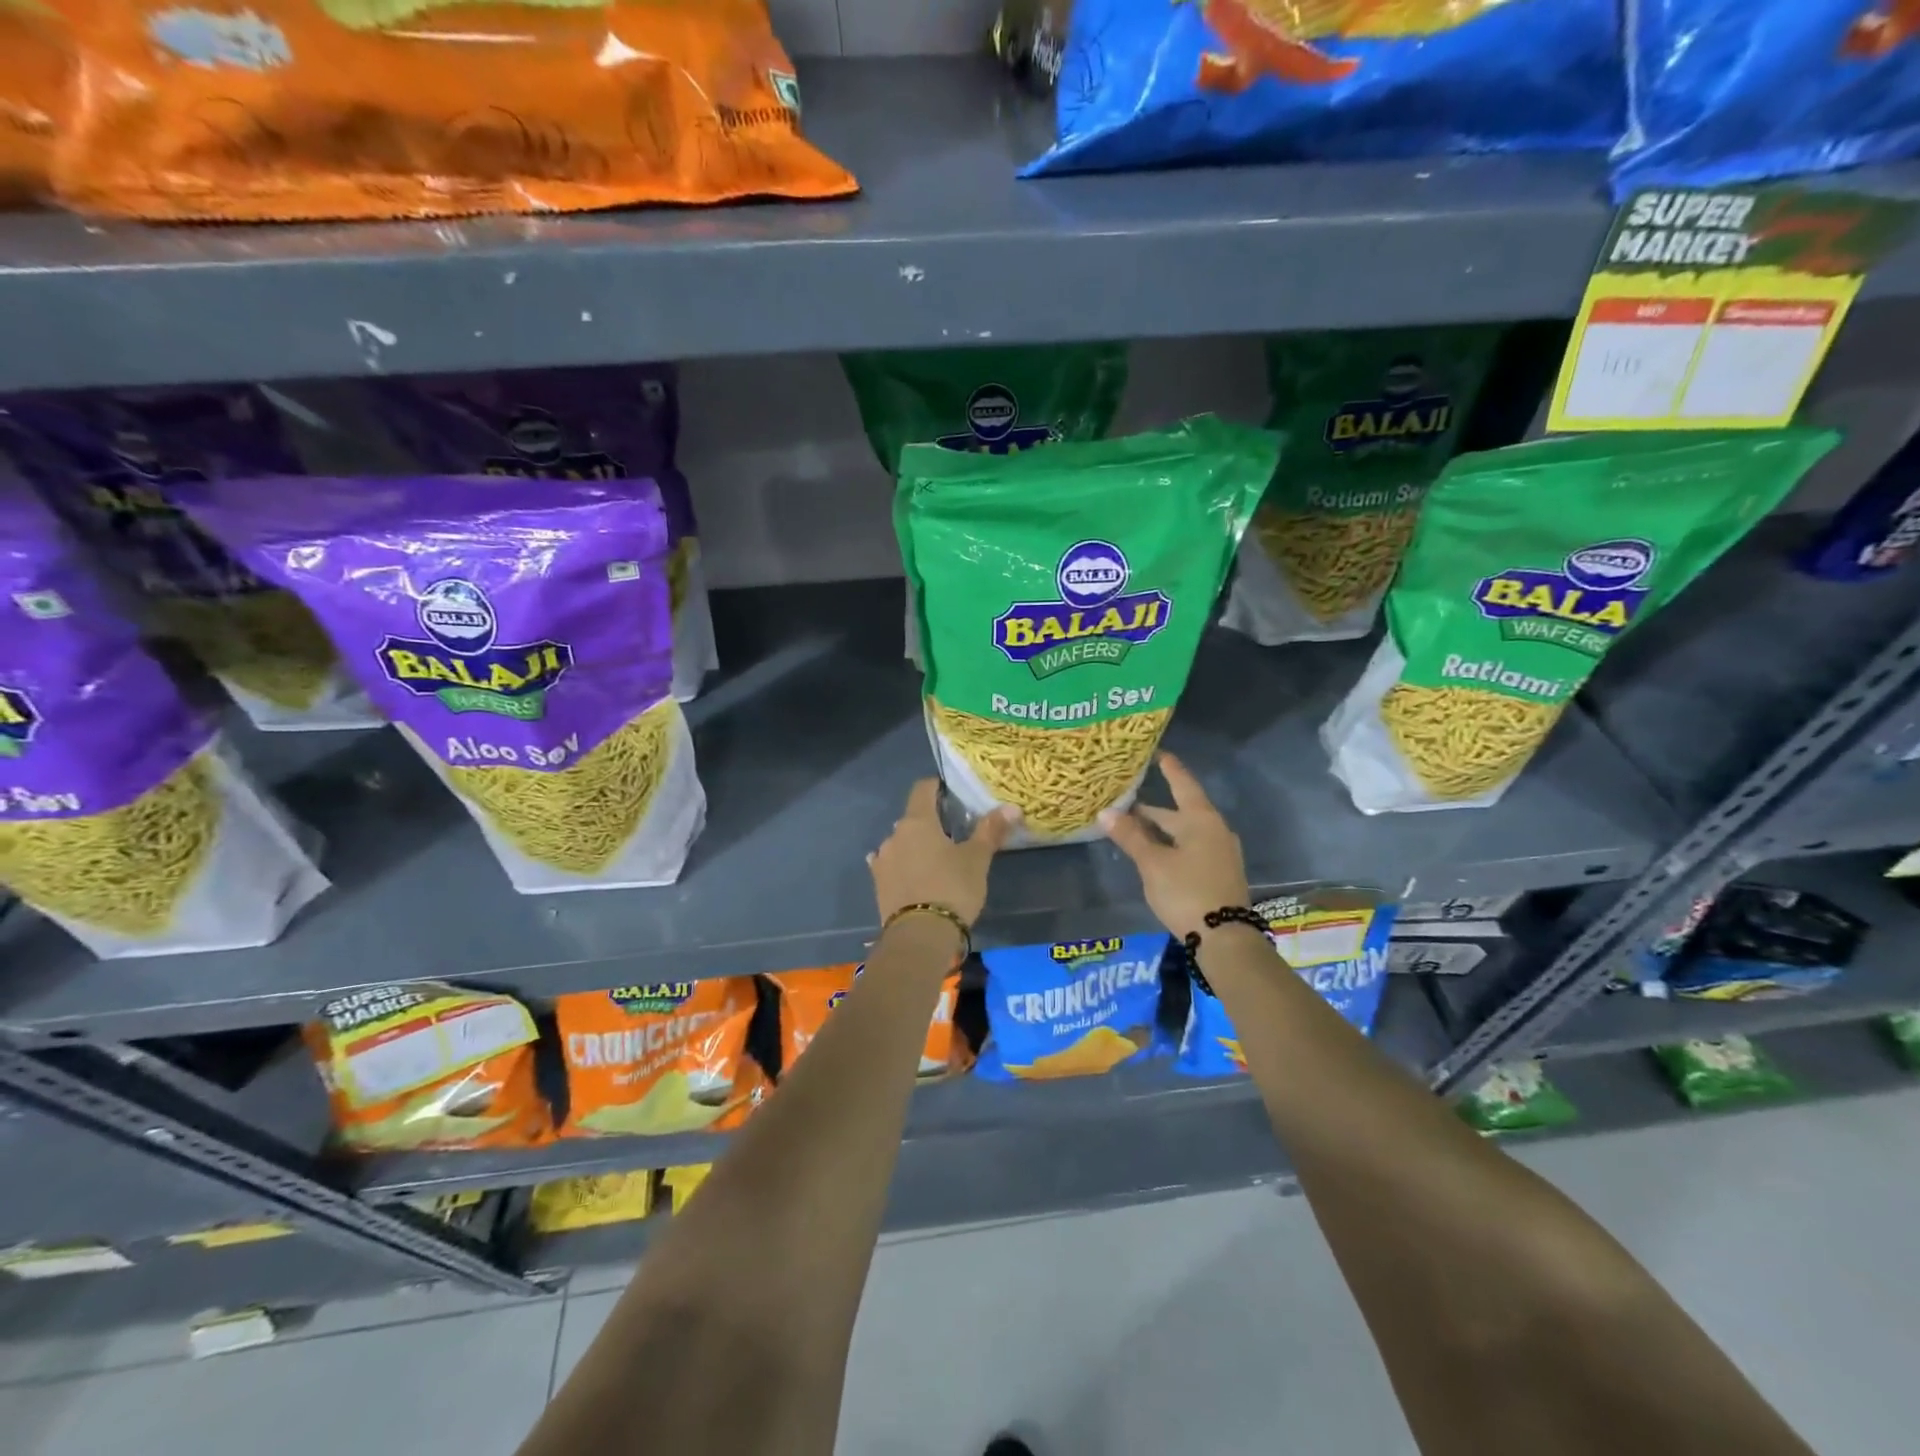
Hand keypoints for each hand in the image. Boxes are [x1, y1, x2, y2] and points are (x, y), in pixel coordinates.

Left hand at [869, 780, 1016, 927]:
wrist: (920, 936)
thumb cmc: (952, 888)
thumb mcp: (977, 859)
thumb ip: (991, 830)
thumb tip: (1011, 806)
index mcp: (917, 821)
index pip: (922, 789)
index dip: (936, 787)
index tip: (952, 793)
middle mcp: (895, 835)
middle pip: (912, 818)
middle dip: (930, 821)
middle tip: (953, 833)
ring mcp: (883, 860)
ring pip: (901, 843)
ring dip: (914, 846)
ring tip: (935, 860)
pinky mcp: (878, 884)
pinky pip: (890, 865)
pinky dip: (901, 865)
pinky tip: (910, 873)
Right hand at [1101, 753, 1249, 941]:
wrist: (1225, 938)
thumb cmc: (1187, 892)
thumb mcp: (1153, 864)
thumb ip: (1130, 836)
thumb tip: (1106, 812)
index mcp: (1201, 820)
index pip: (1182, 784)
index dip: (1169, 769)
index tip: (1158, 753)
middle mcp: (1215, 830)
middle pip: (1181, 811)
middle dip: (1154, 808)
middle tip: (1127, 800)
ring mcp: (1220, 853)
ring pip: (1185, 832)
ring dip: (1161, 829)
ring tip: (1134, 827)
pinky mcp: (1219, 873)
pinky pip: (1192, 847)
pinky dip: (1171, 844)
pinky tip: (1155, 853)